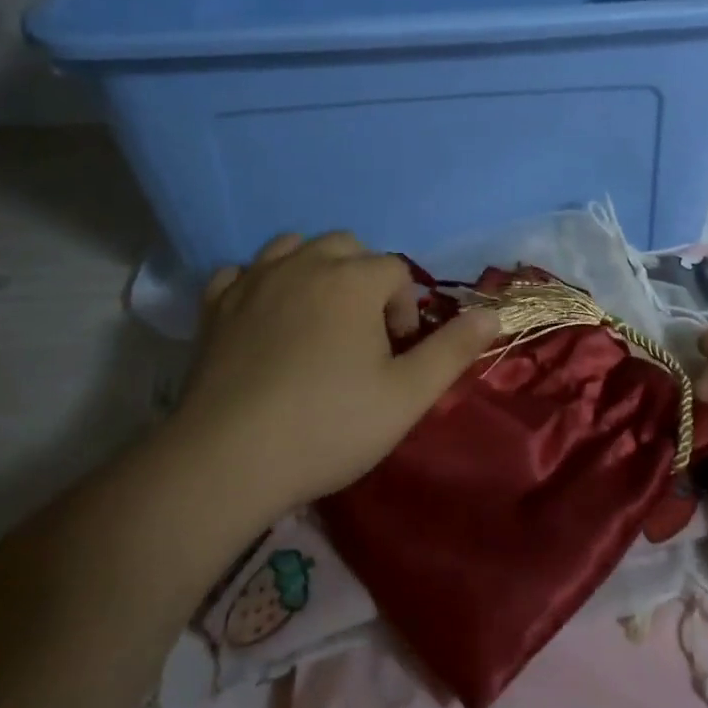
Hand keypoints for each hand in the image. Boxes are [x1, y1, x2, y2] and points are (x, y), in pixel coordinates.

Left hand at [162, 232, 498, 517]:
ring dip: (313, 270)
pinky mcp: (215, 307)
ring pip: (293, 248)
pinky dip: (258, 285)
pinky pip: (241, 273)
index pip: (395, 270)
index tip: (394, 354)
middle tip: (361, 335)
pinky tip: (264, 319)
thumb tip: (493, 314)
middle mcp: (304, 264)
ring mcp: (253, 281)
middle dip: (363, 279)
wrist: (229, 460)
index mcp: (353, 280)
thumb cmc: (329, 426)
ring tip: (316, 318)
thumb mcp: (407, 396)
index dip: (403, 308)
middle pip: (347, 247)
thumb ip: (453, 350)